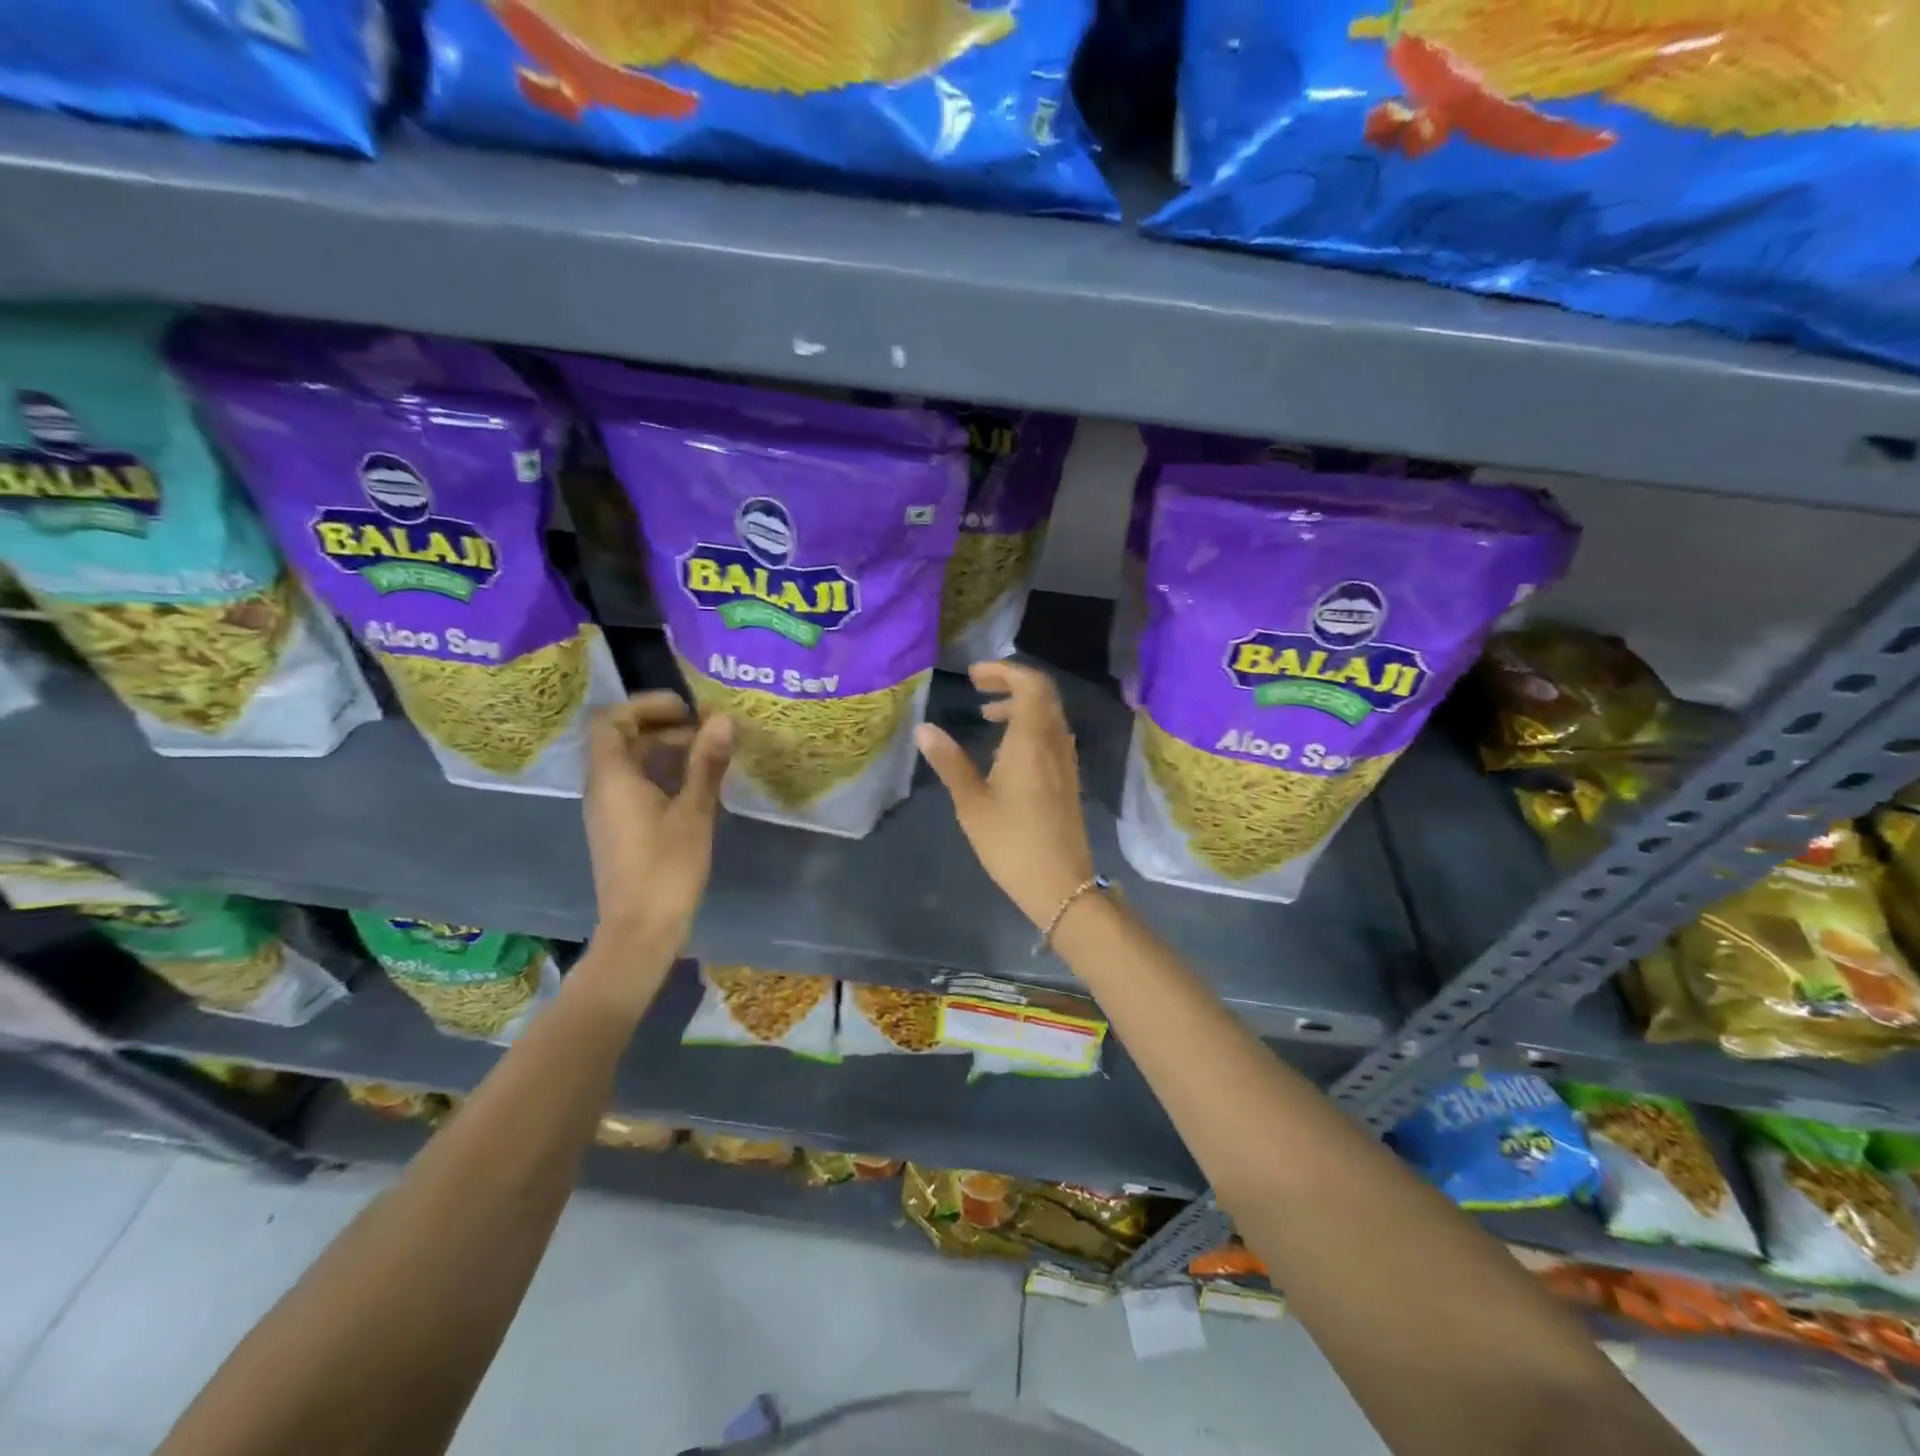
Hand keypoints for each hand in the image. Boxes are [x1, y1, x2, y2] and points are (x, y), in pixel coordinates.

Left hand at [583, 692, 732, 950]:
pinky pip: (637, 786)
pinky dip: (665, 776)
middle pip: (623, 740)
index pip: (612, 720)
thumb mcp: (694, 812)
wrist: (641, 930)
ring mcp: (610, 810)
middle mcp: (603, 788)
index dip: (646, 706)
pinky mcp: (621, 829)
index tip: (686, 708)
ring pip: (633, 764)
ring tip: (710, 756)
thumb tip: (722, 718)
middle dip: (666, 728)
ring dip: (668, 752)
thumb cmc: (666, 868)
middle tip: (708, 732)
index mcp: (612, 777)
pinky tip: (699, 787)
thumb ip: (707, 763)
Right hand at [914, 661, 1096, 928]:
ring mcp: (1066, 761)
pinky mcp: (1069, 778)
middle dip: (1011, 682)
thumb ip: (949, 761)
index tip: (973, 675)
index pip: (1030, 683)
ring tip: (988, 716)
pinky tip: (1007, 750)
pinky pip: (1052, 735)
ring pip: (1049, 715)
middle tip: (979, 687)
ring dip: (1021, 705)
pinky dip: (1031, 726)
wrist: (1060, 884)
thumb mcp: (971, 802)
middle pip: (1043, 693)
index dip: (1003, 670)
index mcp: (1032, 740)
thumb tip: (923, 729)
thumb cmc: (1010, 842)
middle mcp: (1055, 742)